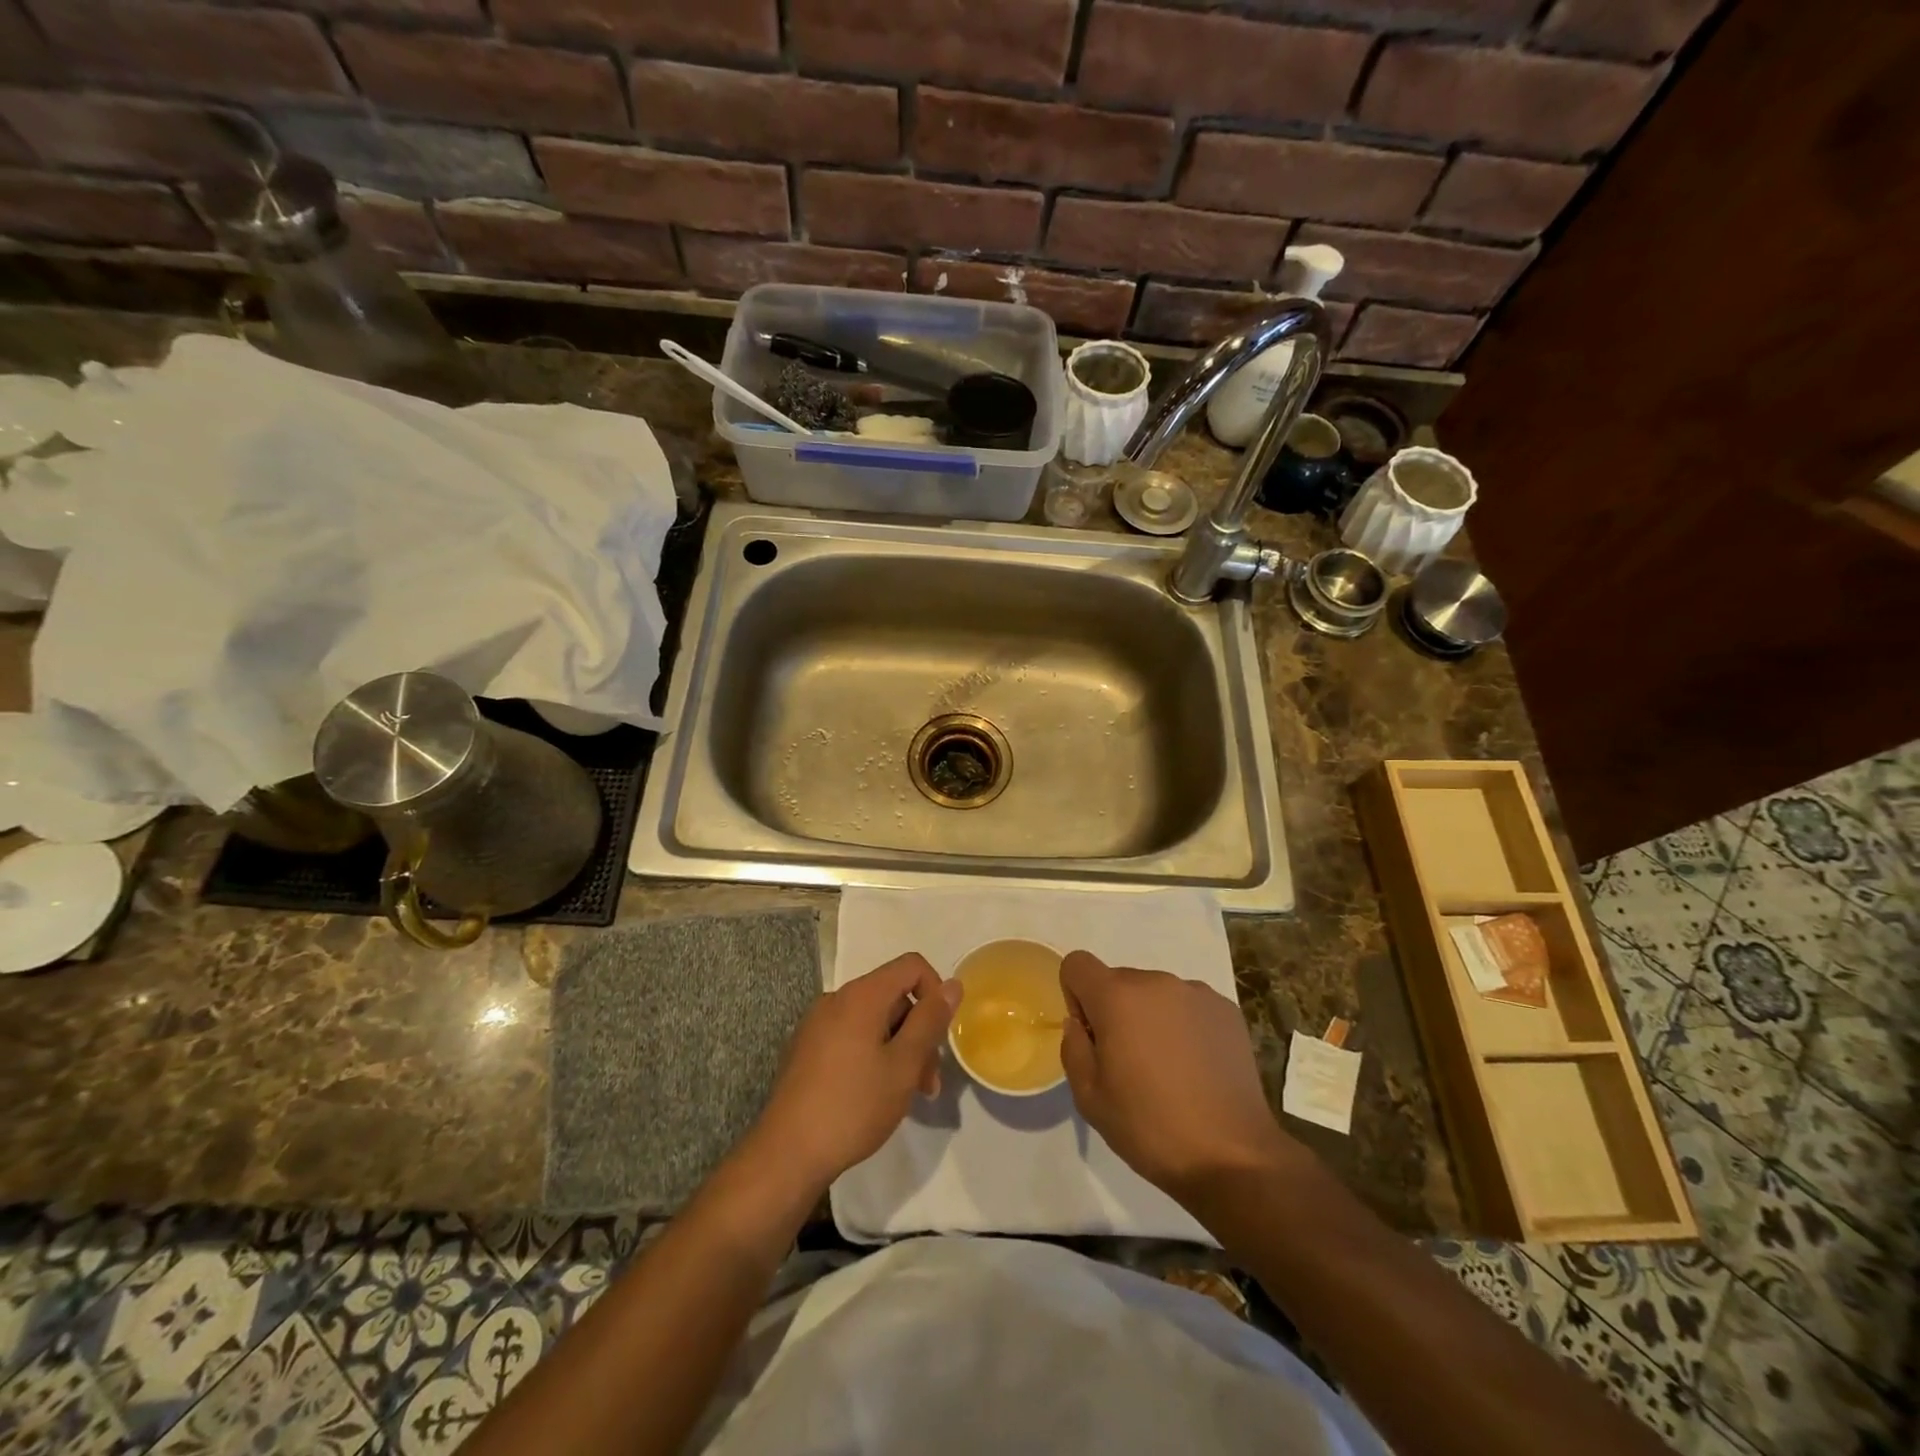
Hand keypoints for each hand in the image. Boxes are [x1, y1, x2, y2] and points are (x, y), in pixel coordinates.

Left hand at [749, 953, 962, 1191]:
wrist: (787, 1153)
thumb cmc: (854, 1106)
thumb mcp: (904, 1064)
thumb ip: (930, 1020)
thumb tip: (953, 984)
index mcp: (861, 995)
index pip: (911, 965)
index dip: (935, 991)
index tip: (941, 1034)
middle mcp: (836, 999)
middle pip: (893, 996)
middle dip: (918, 1031)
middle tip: (928, 1082)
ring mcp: (817, 1024)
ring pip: (874, 1021)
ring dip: (898, 1048)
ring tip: (906, 1095)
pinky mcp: (806, 1048)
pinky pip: (851, 1036)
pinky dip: (873, 1054)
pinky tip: (875, 1095)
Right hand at [1060, 950, 1294, 1202]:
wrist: (1233, 1157)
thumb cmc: (1150, 1127)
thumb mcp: (1089, 1098)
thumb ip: (1073, 1048)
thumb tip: (1080, 1024)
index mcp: (1117, 997)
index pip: (1077, 964)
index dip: (1075, 996)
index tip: (1093, 1037)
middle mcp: (1156, 982)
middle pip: (1118, 980)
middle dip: (1115, 1012)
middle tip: (1130, 1065)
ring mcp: (1197, 993)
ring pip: (1156, 994)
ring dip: (1151, 1018)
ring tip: (1169, 1070)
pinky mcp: (1227, 1010)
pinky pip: (1189, 1006)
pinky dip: (1184, 1026)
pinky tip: (1197, 1069)